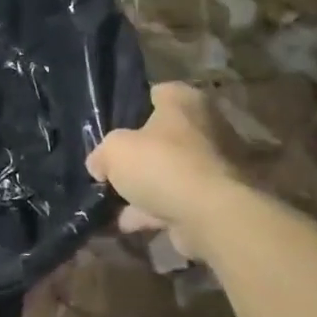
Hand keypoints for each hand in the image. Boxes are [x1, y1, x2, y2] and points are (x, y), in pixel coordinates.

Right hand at [87, 83, 239, 263]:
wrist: (212, 216)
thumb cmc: (162, 165)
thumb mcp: (113, 151)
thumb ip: (101, 154)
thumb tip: (99, 165)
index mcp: (184, 101)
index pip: (156, 93)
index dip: (132, 107)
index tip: (113, 125)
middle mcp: (206, 126)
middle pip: (163, 135)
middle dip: (139, 153)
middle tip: (112, 166)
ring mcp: (215, 164)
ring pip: (170, 170)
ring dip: (146, 187)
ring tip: (114, 202)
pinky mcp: (218, 198)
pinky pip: (178, 199)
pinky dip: (156, 210)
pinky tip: (129, 223)